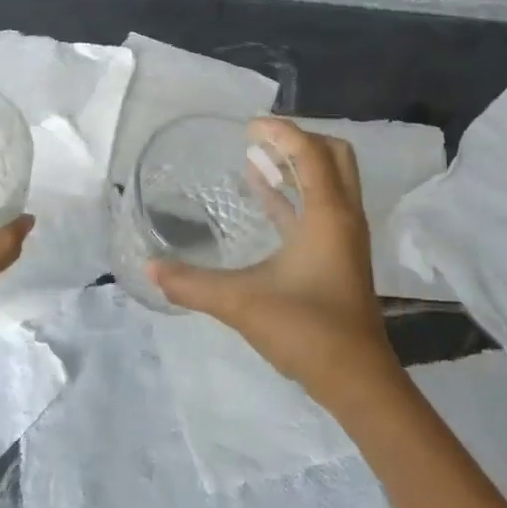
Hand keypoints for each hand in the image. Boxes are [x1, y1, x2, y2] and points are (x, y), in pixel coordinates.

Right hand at [149, 117, 391, 405]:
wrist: (357, 381)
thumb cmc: (306, 331)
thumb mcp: (242, 303)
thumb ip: (192, 284)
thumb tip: (149, 268)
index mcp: (328, 215)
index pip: (310, 153)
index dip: (281, 132)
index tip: (247, 126)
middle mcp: (343, 217)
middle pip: (333, 156)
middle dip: (298, 141)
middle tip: (259, 140)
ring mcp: (344, 238)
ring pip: (330, 181)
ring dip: (298, 166)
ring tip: (256, 160)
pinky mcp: (339, 257)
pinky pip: (320, 208)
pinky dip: (295, 194)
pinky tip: (265, 197)